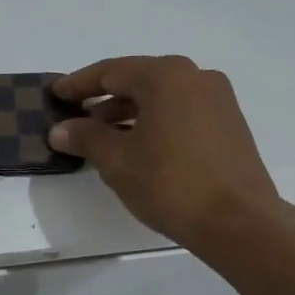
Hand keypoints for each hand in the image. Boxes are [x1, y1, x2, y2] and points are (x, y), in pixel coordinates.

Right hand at [50, 55, 284, 251]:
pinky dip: (154, 121)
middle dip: (104, 97)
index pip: (111, 72)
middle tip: (75, 114)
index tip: (56, 94)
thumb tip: (60, 129)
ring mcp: (217, 100)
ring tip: (101, 135)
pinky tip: (137, 145)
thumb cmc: (170, 183)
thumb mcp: (117, 160)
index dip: (79, 84)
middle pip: (138, 79)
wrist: (238, 222)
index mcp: (166, 76)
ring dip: (129, 111)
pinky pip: (181, 111)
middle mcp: (195, 77)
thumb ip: (86, 138)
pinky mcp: (229, 124)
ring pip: (161, 97)